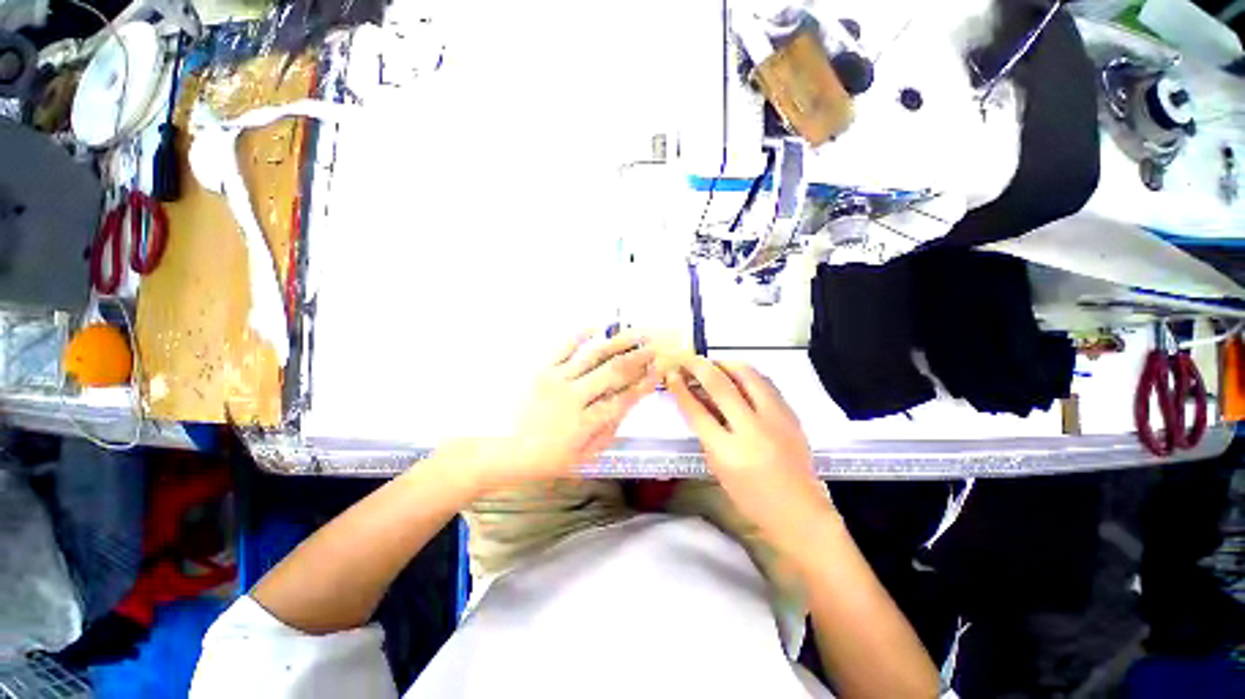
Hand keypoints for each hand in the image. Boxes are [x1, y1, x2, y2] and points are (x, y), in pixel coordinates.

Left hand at [458, 331, 659, 491]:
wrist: (496, 448)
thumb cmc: (541, 459)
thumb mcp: (580, 459)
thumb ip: (606, 434)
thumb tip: (624, 410)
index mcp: (585, 423)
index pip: (623, 399)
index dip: (644, 385)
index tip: (658, 372)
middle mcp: (574, 397)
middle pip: (613, 372)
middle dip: (638, 359)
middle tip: (654, 348)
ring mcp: (556, 379)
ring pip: (594, 356)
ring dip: (619, 343)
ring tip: (636, 333)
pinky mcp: (539, 368)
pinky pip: (563, 346)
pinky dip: (580, 334)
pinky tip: (597, 326)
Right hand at [667, 357, 830, 538]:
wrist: (798, 512)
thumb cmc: (750, 497)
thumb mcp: (718, 468)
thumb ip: (706, 433)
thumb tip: (697, 400)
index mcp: (728, 452)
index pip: (697, 411)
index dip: (681, 389)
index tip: (672, 374)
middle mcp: (752, 430)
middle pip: (721, 386)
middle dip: (700, 367)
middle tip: (689, 360)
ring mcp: (775, 419)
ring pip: (748, 376)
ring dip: (727, 364)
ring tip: (714, 363)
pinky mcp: (791, 415)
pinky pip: (766, 384)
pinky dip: (749, 375)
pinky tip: (740, 375)